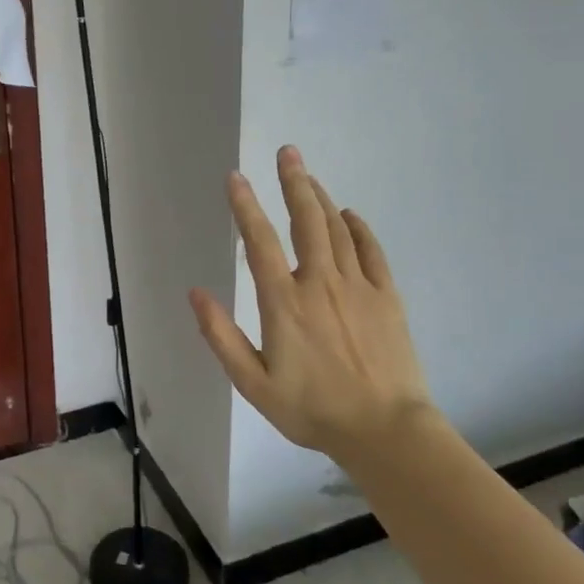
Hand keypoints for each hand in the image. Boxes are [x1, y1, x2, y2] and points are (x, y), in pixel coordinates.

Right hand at [189, 145, 431, 454]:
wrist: (385, 431)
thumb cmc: (312, 410)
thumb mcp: (254, 383)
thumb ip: (222, 336)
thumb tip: (197, 292)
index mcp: (284, 303)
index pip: (260, 242)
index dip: (246, 207)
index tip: (237, 177)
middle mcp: (320, 283)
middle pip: (306, 221)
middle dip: (294, 182)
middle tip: (288, 152)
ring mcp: (358, 287)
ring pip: (337, 230)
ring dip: (320, 198)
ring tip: (308, 176)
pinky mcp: (386, 297)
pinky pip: (371, 251)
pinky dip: (358, 228)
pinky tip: (349, 215)